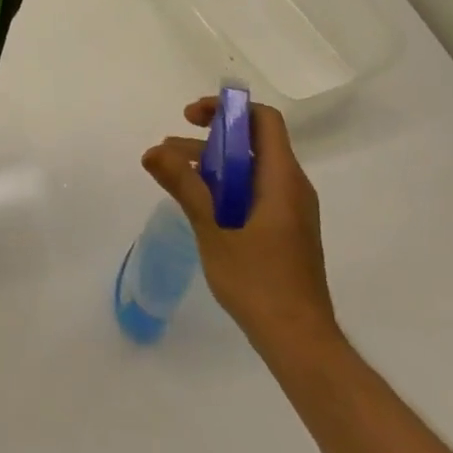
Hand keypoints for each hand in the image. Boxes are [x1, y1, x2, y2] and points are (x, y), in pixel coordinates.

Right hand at [142, 100, 338, 351]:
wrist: (299, 342)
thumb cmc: (259, 282)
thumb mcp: (213, 229)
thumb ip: (185, 186)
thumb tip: (153, 151)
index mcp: (282, 180)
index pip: (263, 121)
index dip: (227, 110)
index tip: (191, 118)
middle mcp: (291, 188)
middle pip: (252, 142)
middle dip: (208, 138)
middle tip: (168, 148)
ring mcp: (290, 211)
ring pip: (249, 169)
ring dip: (211, 164)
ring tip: (170, 174)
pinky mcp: (284, 231)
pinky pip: (253, 192)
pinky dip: (224, 186)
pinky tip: (196, 203)